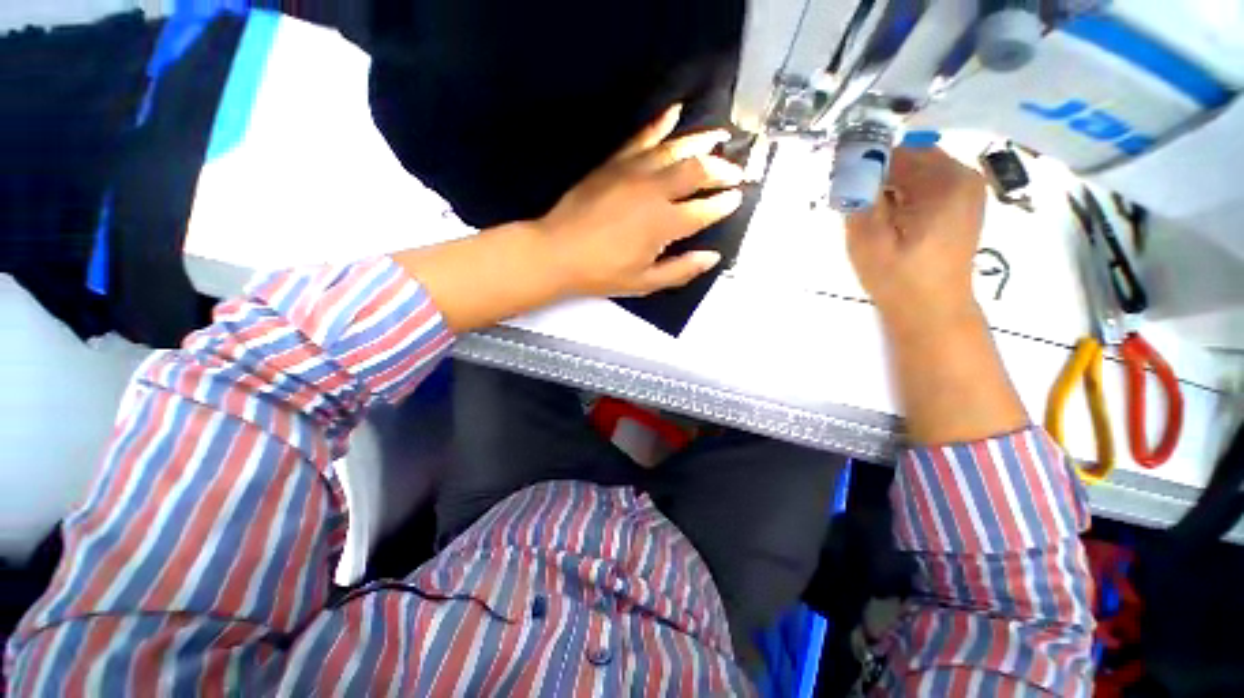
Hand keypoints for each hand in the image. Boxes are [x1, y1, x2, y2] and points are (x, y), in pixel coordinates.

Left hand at [537, 105, 744, 297]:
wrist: (557, 252)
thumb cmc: (602, 272)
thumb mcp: (644, 282)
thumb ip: (681, 270)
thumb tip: (712, 257)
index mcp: (664, 224)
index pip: (704, 210)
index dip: (724, 204)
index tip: (737, 198)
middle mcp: (654, 191)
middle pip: (697, 171)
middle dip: (722, 170)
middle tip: (736, 171)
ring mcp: (633, 171)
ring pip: (676, 148)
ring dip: (702, 140)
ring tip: (721, 136)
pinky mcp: (614, 163)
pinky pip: (642, 137)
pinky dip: (660, 124)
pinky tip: (675, 113)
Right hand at [845, 147, 986, 329]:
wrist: (932, 311)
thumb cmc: (899, 278)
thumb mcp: (868, 240)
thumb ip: (859, 199)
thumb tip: (849, 166)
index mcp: (945, 182)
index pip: (895, 153)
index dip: (864, 165)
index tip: (843, 187)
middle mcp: (963, 176)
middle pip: (910, 157)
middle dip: (878, 175)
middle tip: (855, 203)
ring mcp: (967, 190)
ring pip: (917, 170)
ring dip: (890, 185)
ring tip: (873, 216)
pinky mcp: (962, 204)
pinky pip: (927, 184)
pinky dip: (905, 194)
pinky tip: (892, 220)